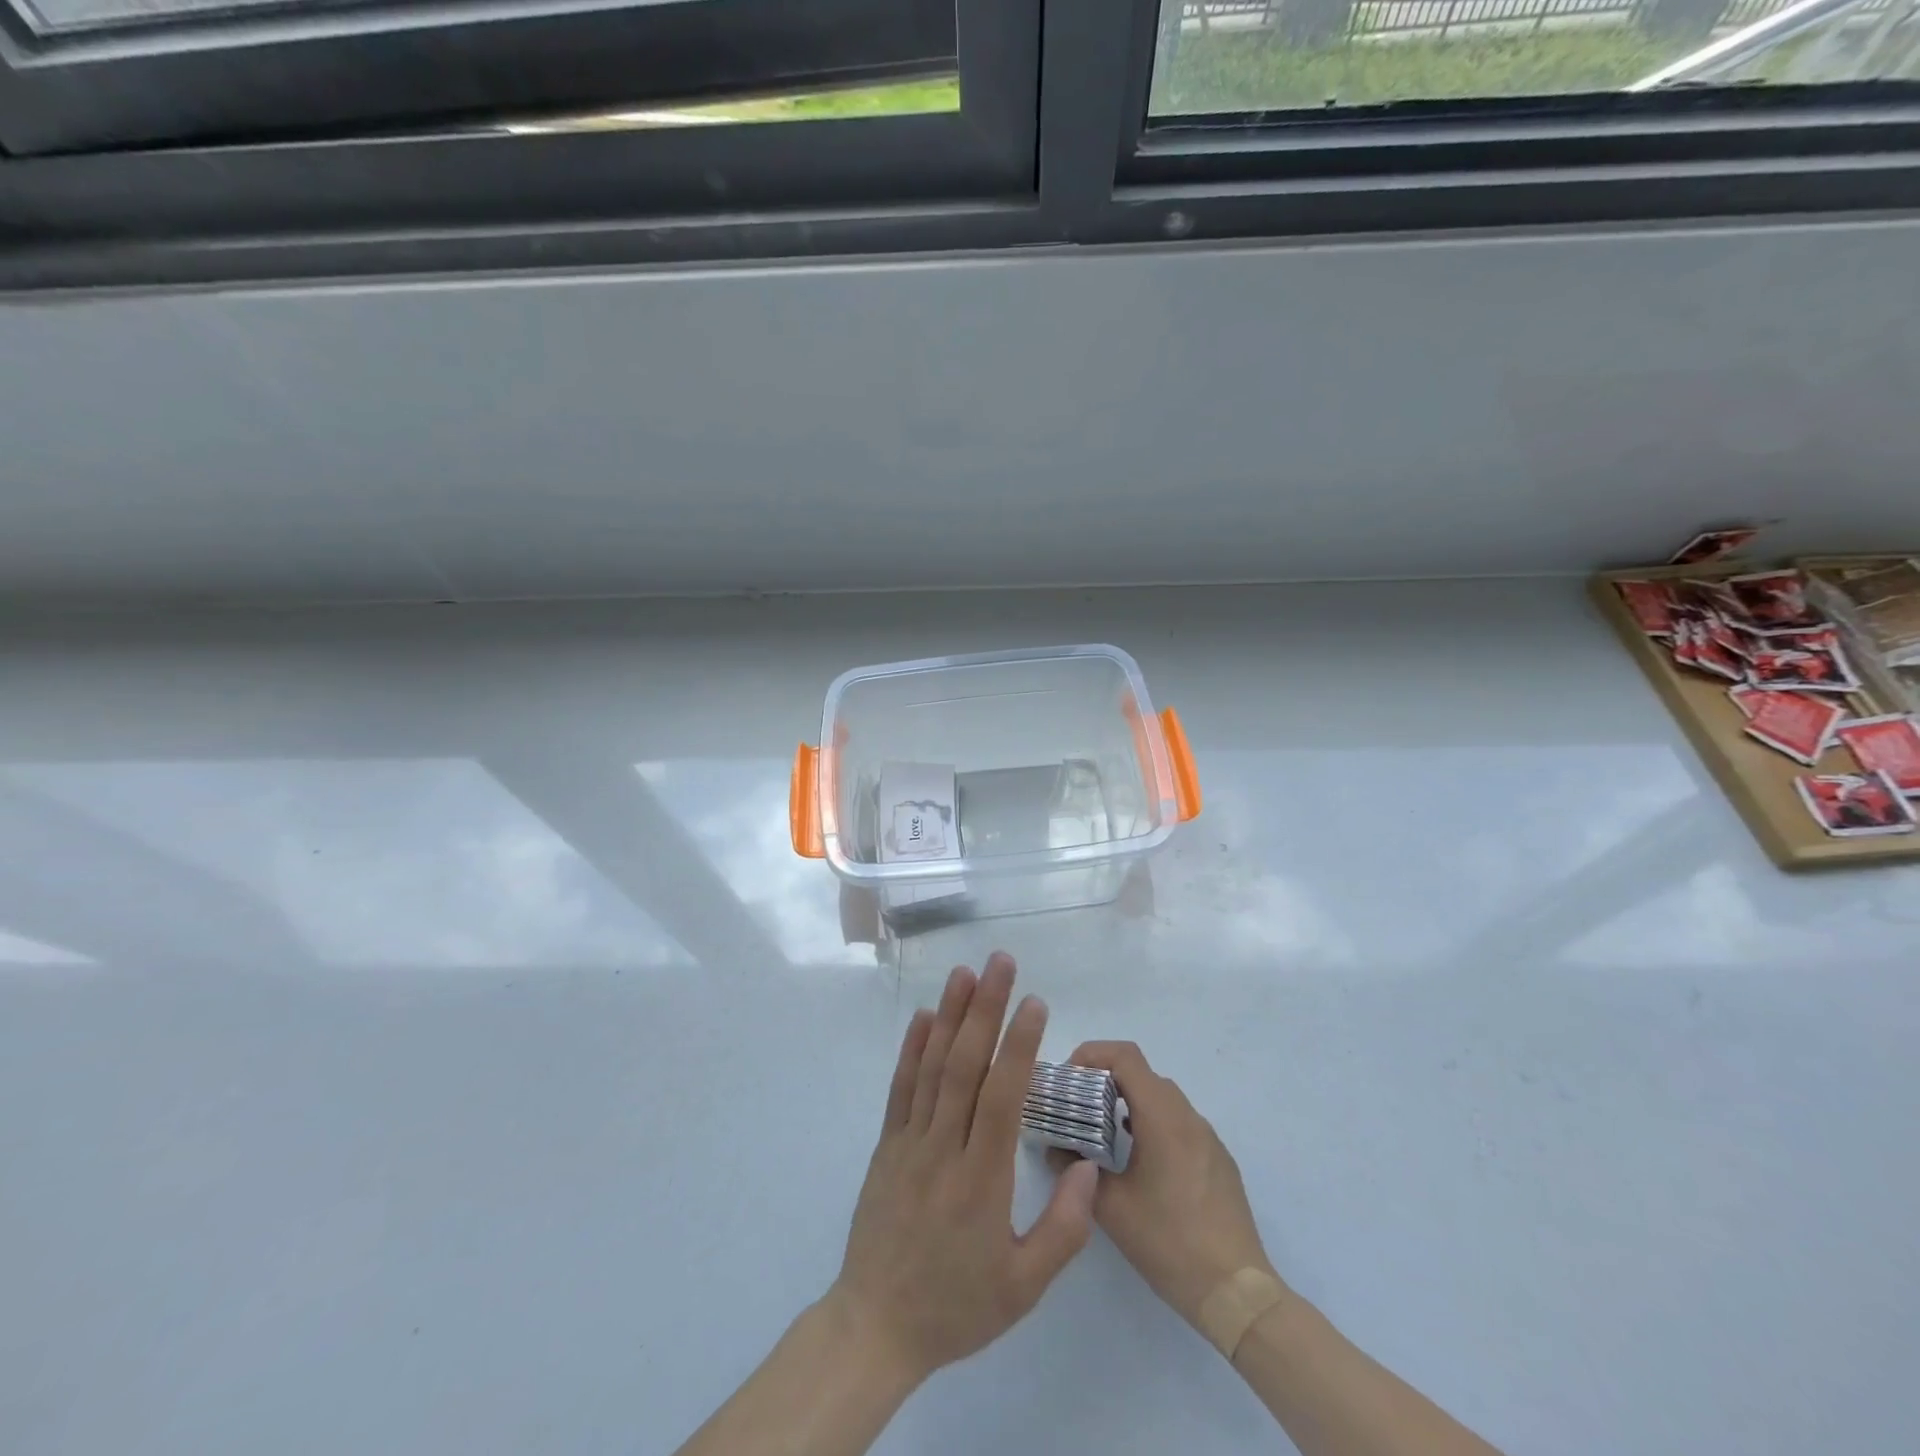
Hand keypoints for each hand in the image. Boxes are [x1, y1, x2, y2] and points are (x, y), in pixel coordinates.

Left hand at [829, 953, 1099, 1385]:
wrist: (876, 1328)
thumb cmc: (956, 1307)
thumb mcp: (1023, 1288)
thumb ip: (1064, 1228)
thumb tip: (1088, 1165)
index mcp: (980, 1180)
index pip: (1002, 1097)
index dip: (1019, 1046)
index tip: (1035, 1004)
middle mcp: (942, 1148)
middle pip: (965, 1066)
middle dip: (985, 1009)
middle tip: (1001, 963)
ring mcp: (909, 1142)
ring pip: (931, 1067)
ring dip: (949, 1015)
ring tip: (965, 972)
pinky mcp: (887, 1145)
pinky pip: (900, 1089)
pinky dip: (911, 1048)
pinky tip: (922, 1016)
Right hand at [1058, 1041, 1277, 1330]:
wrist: (1236, 1293)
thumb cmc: (1169, 1242)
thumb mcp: (1110, 1207)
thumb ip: (1075, 1169)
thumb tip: (1054, 1148)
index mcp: (1162, 1117)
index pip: (1125, 1056)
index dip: (1092, 1054)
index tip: (1069, 1079)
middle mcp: (1188, 1116)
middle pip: (1142, 1074)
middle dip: (1106, 1079)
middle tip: (1078, 1106)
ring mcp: (1208, 1138)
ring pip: (1162, 1098)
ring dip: (1130, 1102)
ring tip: (1103, 1133)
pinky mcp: (1218, 1160)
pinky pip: (1180, 1123)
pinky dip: (1152, 1123)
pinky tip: (1139, 1161)